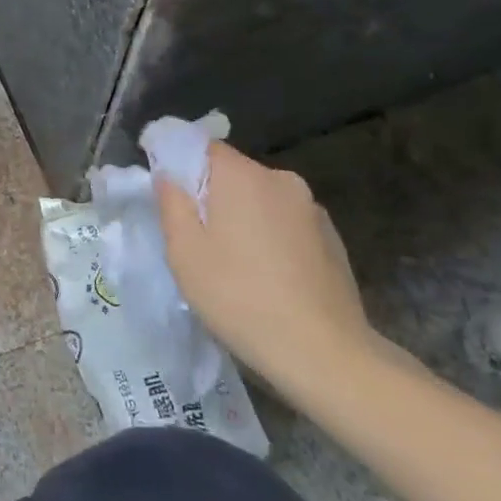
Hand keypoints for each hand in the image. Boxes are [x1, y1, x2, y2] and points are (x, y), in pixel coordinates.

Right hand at [155, 141, 377, 392]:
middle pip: (234, 173)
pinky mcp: (333, 238)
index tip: (167, 191)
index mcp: (242, 176)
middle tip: (196, 236)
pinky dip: (270, 237)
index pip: (204, 147)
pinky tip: (267, 276)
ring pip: (262, 199)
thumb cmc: (239, 297)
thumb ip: (171, 203)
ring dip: (243, 217)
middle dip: (211, 195)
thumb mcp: (185, 252)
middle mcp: (281, 180)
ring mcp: (312, 210)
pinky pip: (286, 223)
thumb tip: (168, 174)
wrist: (324, 353)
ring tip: (232, 262)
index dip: (180, 162)